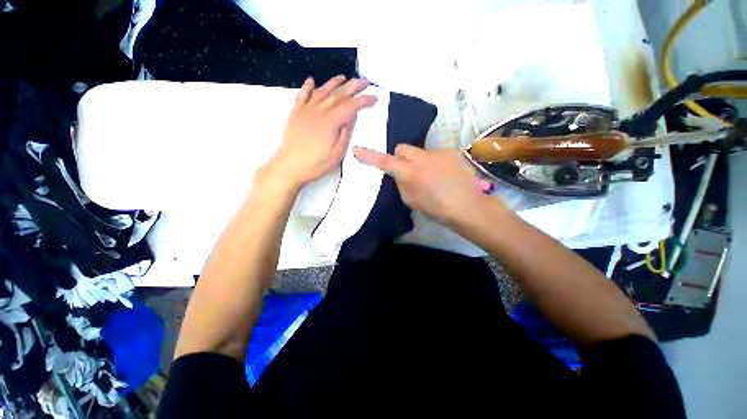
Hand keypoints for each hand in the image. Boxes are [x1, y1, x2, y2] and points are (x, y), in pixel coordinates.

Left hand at [267, 76, 377, 189]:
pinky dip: (307, 87)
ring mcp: (305, 110)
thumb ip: (345, 133)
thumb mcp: (337, 153)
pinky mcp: (295, 113)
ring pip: (321, 91)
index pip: (350, 106)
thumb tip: (352, 116)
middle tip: (364, 81)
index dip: (363, 100)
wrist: (289, 167)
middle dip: (353, 86)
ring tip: (343, 77)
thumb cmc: (316, 164)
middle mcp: (318, 111)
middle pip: (338, 94)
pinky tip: (312, 80)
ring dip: (333, 83)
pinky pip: (302, 95)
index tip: (374, 97)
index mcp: (330, 122)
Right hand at [353, 145, 497, 225]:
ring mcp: (438, 153)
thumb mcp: (412, 201)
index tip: (358, 150)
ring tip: (431, 177)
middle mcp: (422, 158)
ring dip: (419, 162)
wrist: (469, 207)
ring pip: (420, 152)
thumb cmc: (438, 209)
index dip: (370, 157)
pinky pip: (435, 154)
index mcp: (410, 173)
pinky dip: (434, 163)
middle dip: (399, 157)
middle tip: (406, 170)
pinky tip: (444, 175)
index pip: (385, 161)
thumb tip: (400, 174)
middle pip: (402, 148)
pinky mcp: (451, 152)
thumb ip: (402, 184)